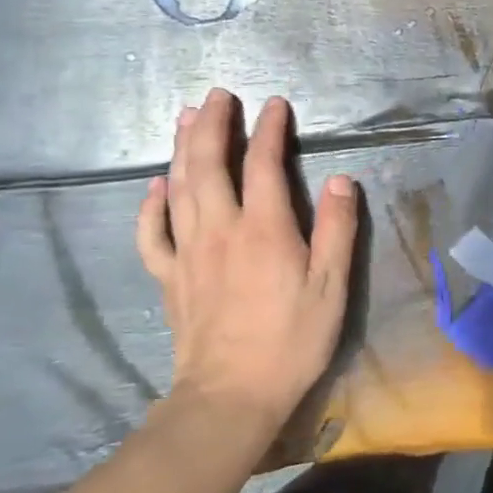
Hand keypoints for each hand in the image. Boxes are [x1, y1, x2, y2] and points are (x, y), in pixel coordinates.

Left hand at [136, 90, 358, 432]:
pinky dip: (150, 205)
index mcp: (264, 229)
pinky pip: (152, 233)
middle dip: (212, 124)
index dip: (269, 130)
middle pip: (208, 164)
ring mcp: (188, 253)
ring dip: (180, 148)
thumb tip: (341, 181)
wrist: (231, 397)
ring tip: (184, 118)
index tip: (275, 105)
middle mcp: (220, 229)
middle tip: (217, 95)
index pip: (263, 164)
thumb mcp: (331, 287)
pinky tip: (154, 187)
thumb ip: (337, 230)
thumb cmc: (291, 341)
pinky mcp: (169, 278)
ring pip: (177, 188)